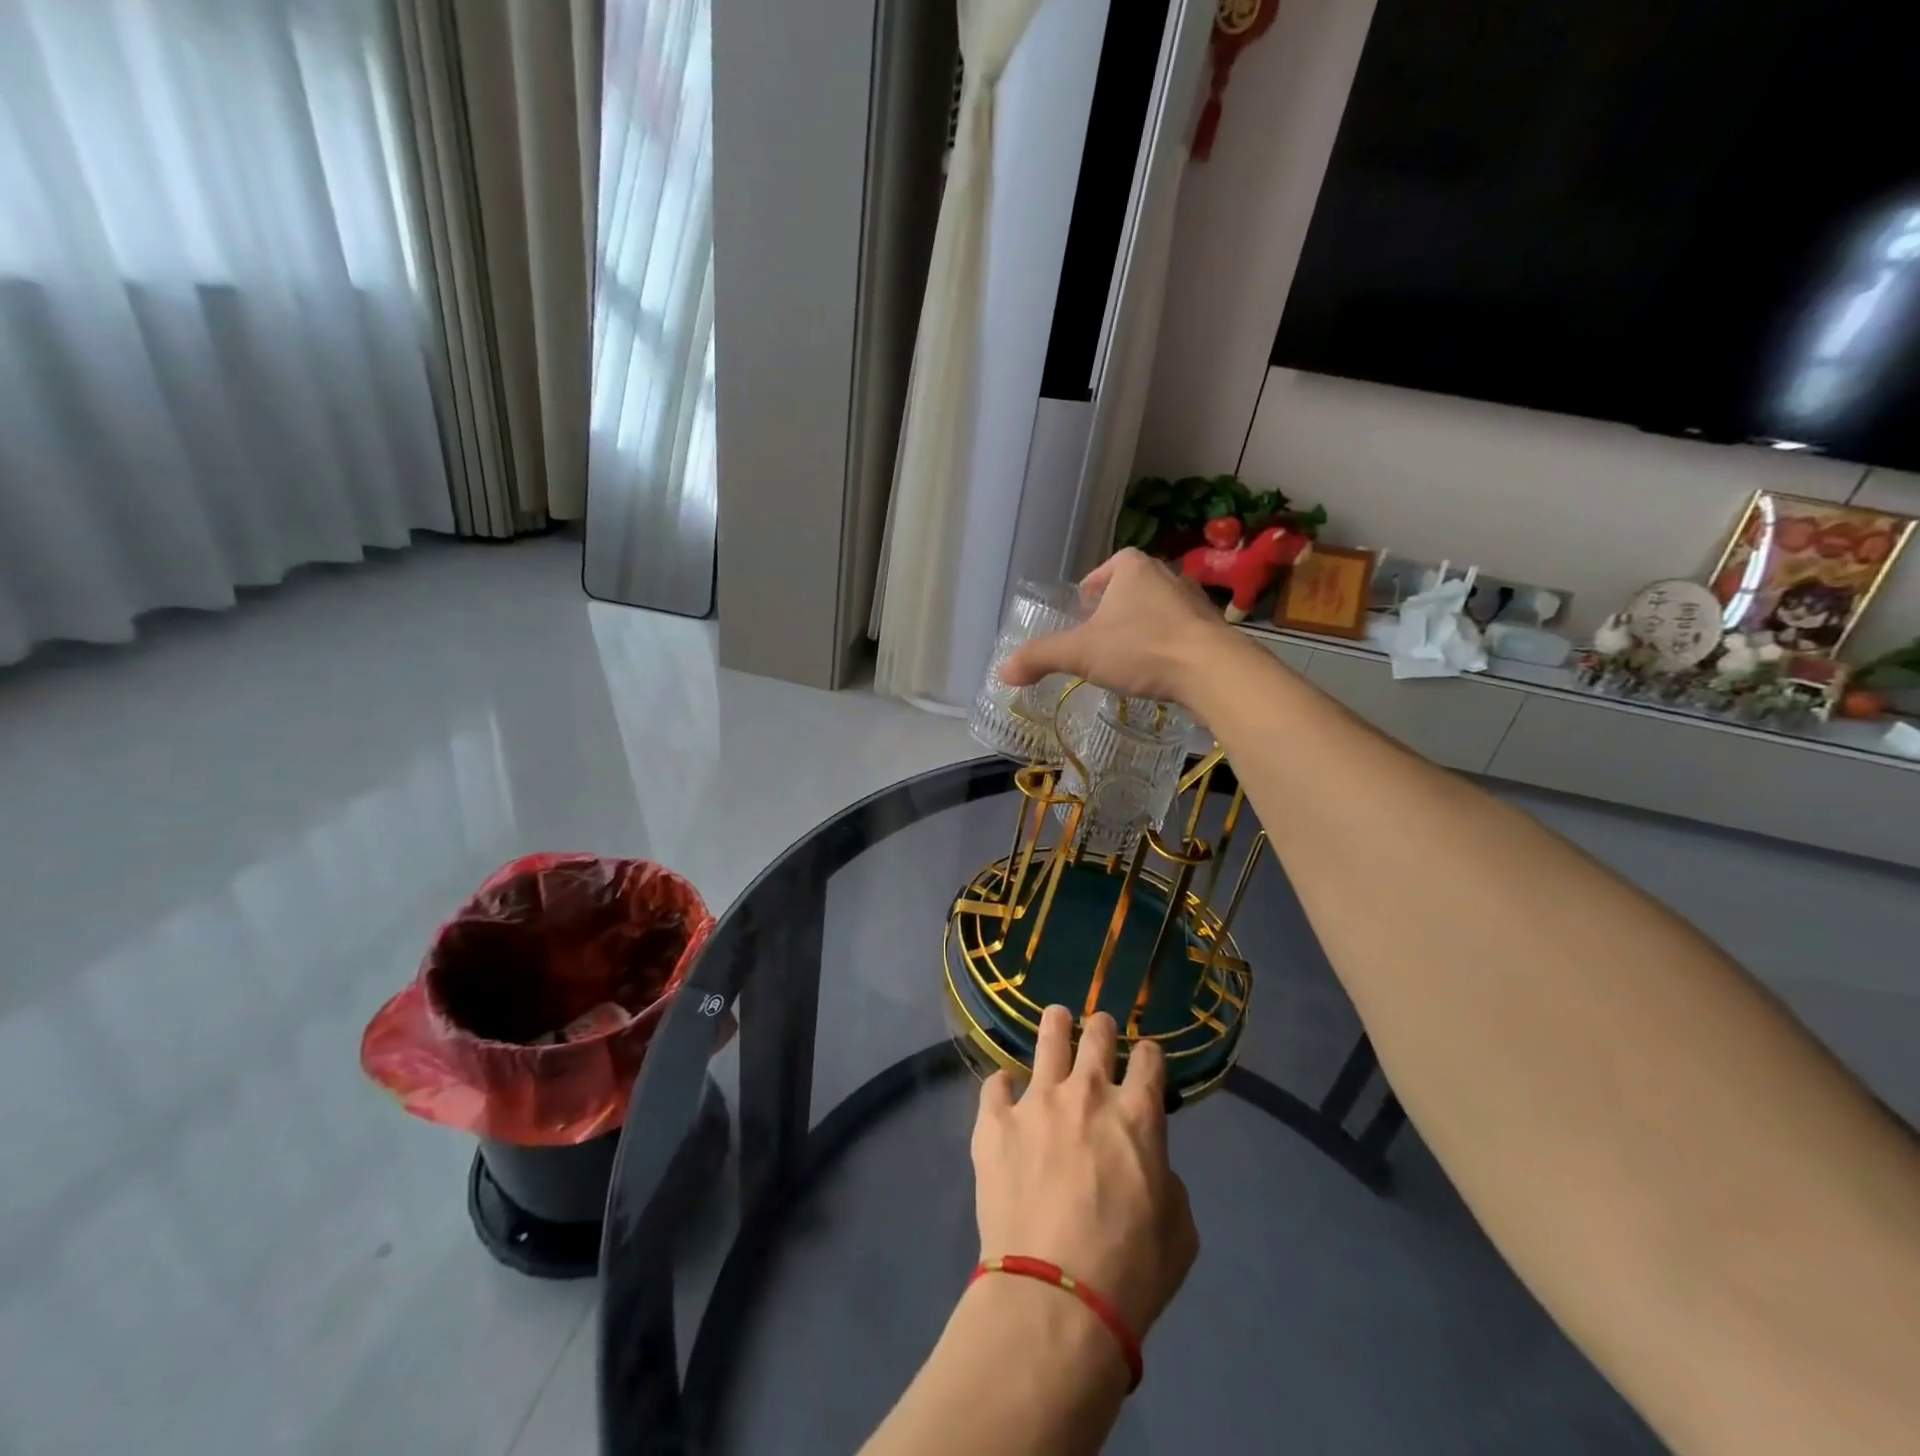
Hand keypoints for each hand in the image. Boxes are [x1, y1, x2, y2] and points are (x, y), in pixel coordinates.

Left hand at [971, 1006, 1198, 1338]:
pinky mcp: (995, 1121)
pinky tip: (1004, 1096)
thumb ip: (1166, 1180)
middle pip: (1097, 1035)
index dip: (1148, 1055)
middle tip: (1099, 1030)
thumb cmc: (1130, 1271)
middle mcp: (1088, 1093)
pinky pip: (995, 1084)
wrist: (1055, 1297)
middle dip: (1102, 1028)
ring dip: (1055, 1026)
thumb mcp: (1180, 1231)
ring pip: (1048, 1038)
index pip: (1148, 1059)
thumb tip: (1147, 1163)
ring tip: (1055, 1020)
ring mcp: (1036, 1101)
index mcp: (1137, 1115)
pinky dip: (1003, 1088)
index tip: (1145, 1060)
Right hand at [998, 549, 1240, 708]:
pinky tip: (1157, 670)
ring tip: (1127, 656)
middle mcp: (1166, 574)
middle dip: (1115, 610)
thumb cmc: (1141, 648)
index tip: (1082, 611)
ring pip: (1156, 610)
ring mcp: (1194, 600)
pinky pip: (1179, 632)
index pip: (1105, 570)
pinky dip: (1165, 646)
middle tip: (1098, 638)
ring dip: (1141, 628)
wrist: (1212, 670)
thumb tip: (1002, 671)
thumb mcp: (1081, 653)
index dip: (1091, 588)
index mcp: (1133, 567)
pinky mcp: (1212, 629)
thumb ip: (1040, 658)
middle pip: (1131, 589)